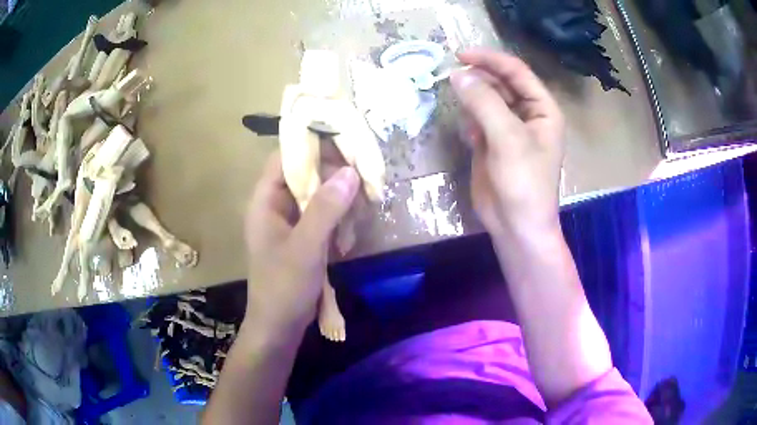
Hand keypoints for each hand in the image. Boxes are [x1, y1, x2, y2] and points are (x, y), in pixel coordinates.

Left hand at [244, 151, 359, 334]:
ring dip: (341, 203)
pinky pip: (324, 216)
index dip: (313, 145)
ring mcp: (291, 221)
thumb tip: (350, 171)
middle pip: (307, 173)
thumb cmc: (283, 288)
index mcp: (265, 200)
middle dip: (336, 178)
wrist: (279, 328)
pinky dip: (339, 221)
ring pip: (320, 195)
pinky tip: (347, 241)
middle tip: (363, 186)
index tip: (346, 144)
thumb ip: (325, 209)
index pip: (286, 157)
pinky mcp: (304, 236)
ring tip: (356, 221)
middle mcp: (276, 204)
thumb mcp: (305, 248)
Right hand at [450, 48, 564, 237]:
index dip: (490, 60)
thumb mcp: (507, 138)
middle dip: (479, 78)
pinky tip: (470, 135)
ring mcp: (509, 128)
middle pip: (501, 83)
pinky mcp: (493, 143)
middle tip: (452, 76)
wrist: (516, 226)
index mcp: (542, 109)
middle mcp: (528, 114)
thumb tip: (458, 74)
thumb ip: (484, 102)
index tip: (460, 55)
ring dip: (472, 98)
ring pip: (487, 100)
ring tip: (461, 106)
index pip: (516, 72)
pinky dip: (470, 120)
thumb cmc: (523, 182)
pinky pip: (479, 119)